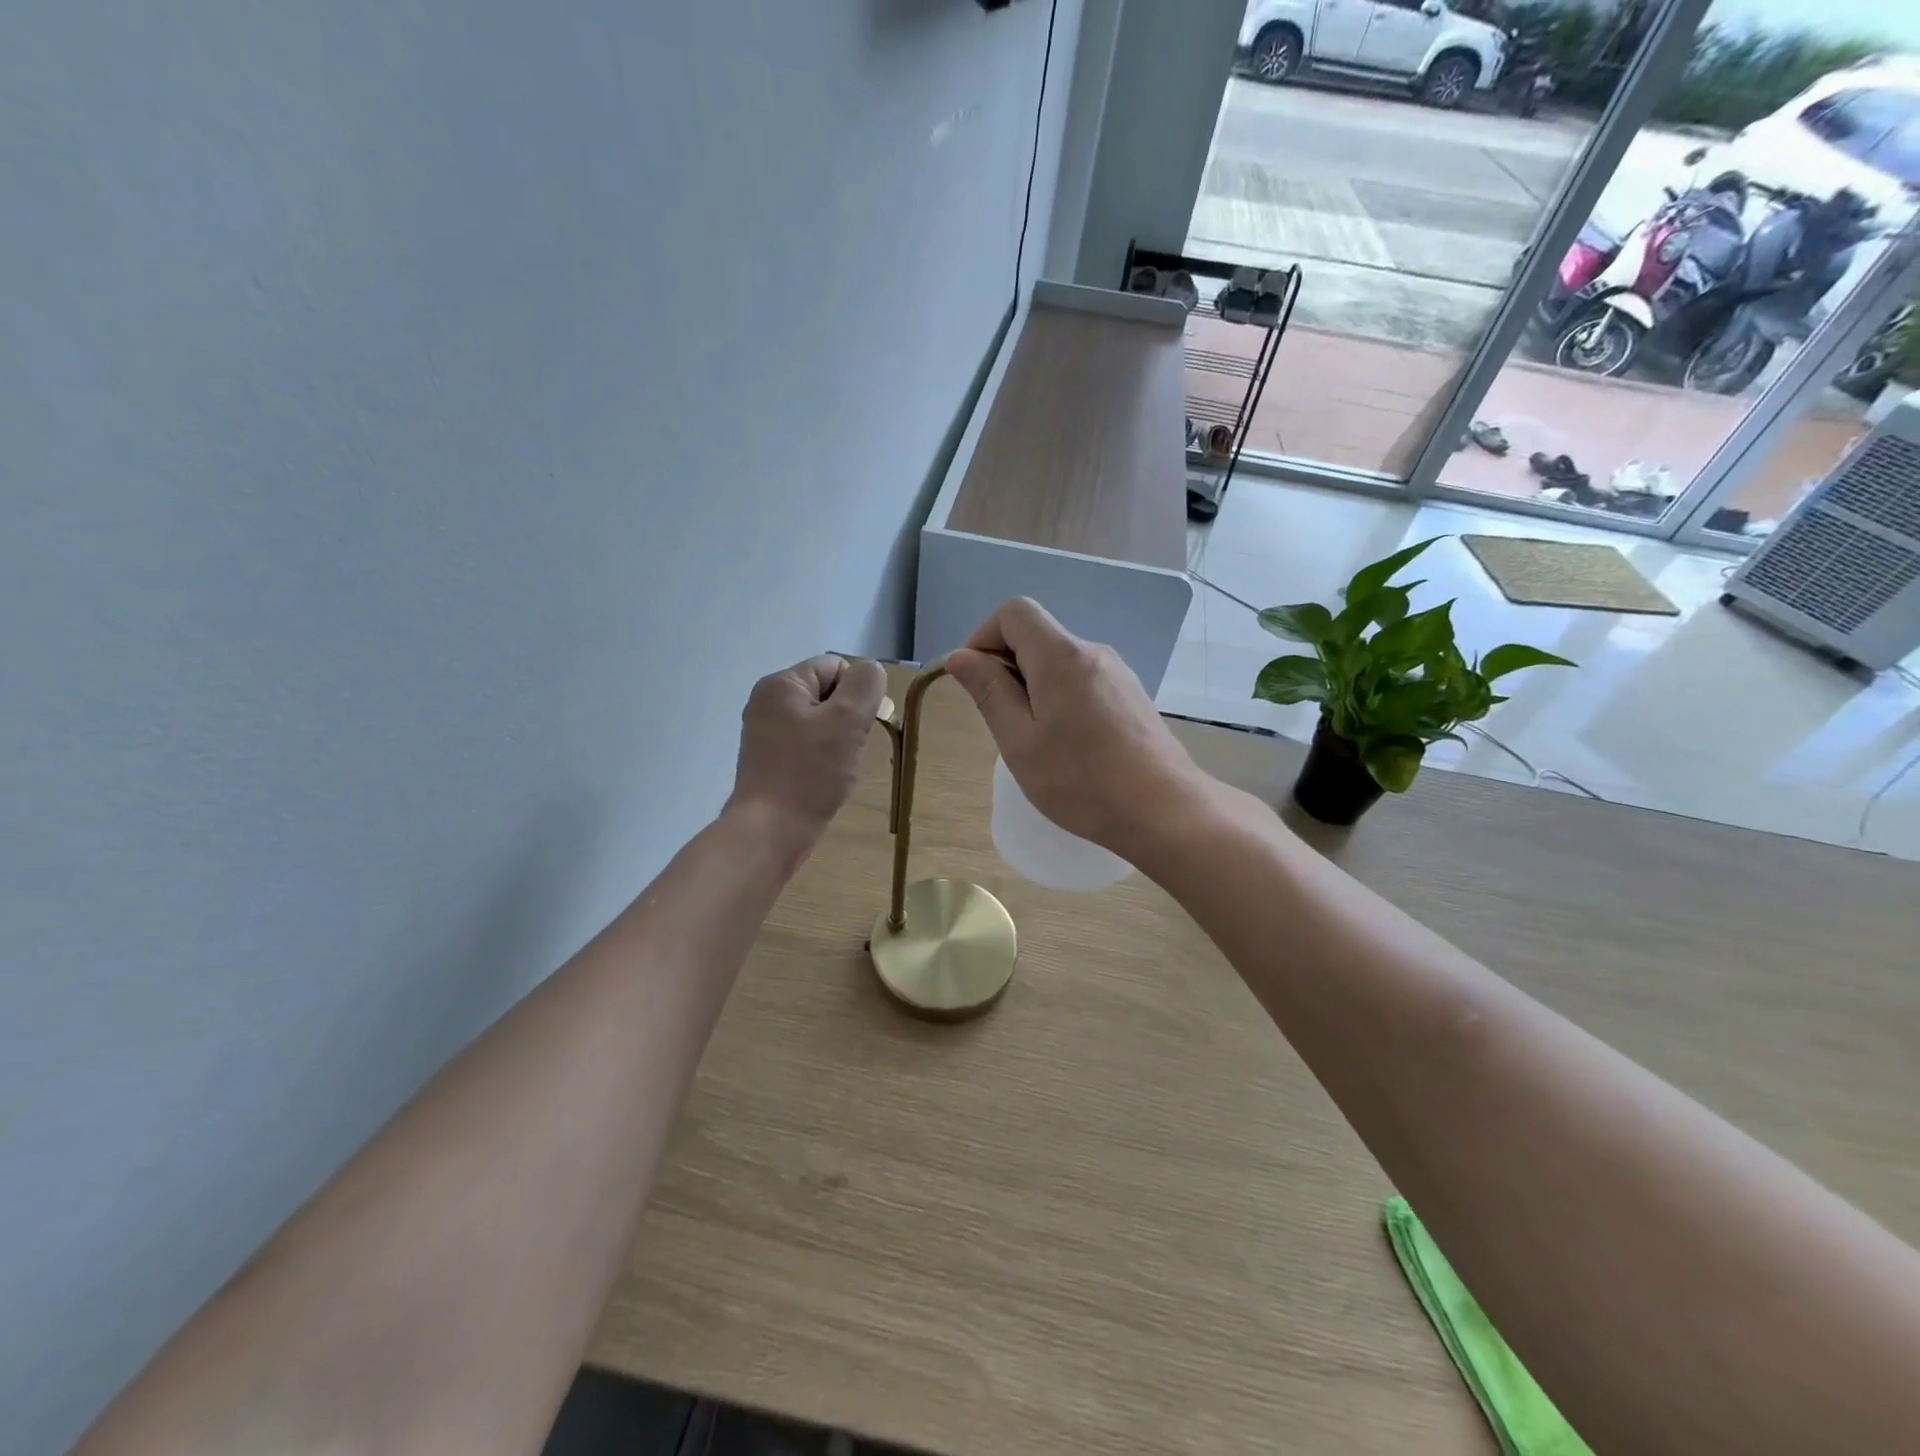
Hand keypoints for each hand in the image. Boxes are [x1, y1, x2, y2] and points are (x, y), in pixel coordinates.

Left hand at [727, 653, 887, 856]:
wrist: (770, 830)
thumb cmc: (810, 772)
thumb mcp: (847, 720)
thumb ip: (865, 685)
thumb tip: (869, 672)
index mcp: (781, 684)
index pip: (836, 667)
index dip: (858, 693)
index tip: (862, 726)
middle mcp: (767, 702)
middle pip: (827, 693)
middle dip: (848, 718)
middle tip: (849, 749)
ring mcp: (765, 733)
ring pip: (820, 722)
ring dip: (838, 740)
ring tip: (837, 767)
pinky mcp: (768, 760)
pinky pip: (807, 745)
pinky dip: (822, 758)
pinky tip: (825, 779)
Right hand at [946, 599, 1205, 854]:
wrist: (1163, 810)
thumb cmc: (1080, 780)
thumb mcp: (1019, 741)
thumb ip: (989, 692)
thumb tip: (960, 656)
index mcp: (1060, 656)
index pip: (1014, 612)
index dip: (985, 637)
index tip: (977, 681)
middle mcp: (1092, 652)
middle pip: (1038, 636)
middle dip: (1008, 668)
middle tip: (1004, 723)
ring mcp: (1118, 673)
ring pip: (1060, 661)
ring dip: (1035, 687)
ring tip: (1036, 741)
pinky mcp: (1132, 696)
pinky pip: (1084, 680)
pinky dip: (1062, 698)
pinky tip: (1069, 745)